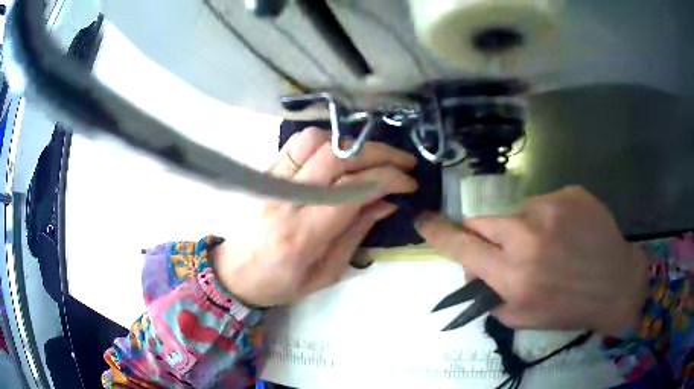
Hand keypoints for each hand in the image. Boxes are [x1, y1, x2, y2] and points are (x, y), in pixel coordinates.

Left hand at [212, 128, 417, 306]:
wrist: (235, 273)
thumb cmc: (281, 282)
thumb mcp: (327, 273)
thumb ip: (357, 233)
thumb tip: (387, 202)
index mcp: (302, 235)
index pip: (351, 190)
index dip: (387, 179)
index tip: (409, 183)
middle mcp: (286, 200)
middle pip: (337, 157)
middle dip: (380, 154)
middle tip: (404, 162)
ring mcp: (272, 181)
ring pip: (316, 142)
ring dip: (353, 144)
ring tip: (374, 158)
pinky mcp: (266, 173)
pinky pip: (298, 144)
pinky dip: (328, 141)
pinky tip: (343, 154)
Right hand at [416, 186, 649, 334]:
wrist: (616, 283)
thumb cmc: (569, 307)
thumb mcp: (524, 317)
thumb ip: (492, 296)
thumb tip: (474, 273)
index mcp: (514, 275)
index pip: (462, 247)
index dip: (438, 233)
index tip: (422, 220)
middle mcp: (528, 237)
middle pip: (483, 219)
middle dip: (486, 233)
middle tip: (506, 247)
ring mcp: (552, 208)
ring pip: (516, 211)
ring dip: (523, 227)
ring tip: (551, 244)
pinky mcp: (570, 192)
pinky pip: (545, 202)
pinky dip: (549, 217)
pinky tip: (569, 232)